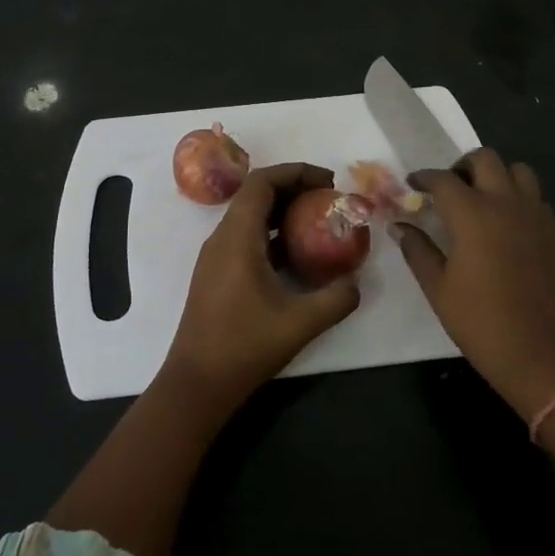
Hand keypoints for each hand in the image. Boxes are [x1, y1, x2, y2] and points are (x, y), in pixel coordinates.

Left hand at [162, 163, 360, 413]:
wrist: (197, 383)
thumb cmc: (244, 347)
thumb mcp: (301, 323)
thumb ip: (336, 298)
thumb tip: (356, 282)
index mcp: (237, 238)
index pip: (261, 182)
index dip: (295, 172)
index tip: (328, 181)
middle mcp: (222, 239)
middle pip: (256, 195)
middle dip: (294, 189)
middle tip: (329, 198)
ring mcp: (216, 257)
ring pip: (250, 217)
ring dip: (283, 212)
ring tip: (319, 221)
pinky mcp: (217, 274)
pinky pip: (246, 238)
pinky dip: (273, 234)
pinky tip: (298, 256)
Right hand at [396, 149, 554, 418]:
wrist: (542, 354)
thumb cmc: (481, 322)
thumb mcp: (439, 288)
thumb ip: (418, 251)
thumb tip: (400, 227)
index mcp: (472, 215)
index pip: (443, 179)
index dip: (424, 178)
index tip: (413, 184)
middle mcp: (506, 204)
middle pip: (486, 159)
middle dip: (462, 166)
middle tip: (449, 188)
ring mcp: (536, 215)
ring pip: (518, 171)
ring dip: (496, 175)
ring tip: (482, 199)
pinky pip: (536, 197)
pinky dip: (518, 197)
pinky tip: (507, 224)